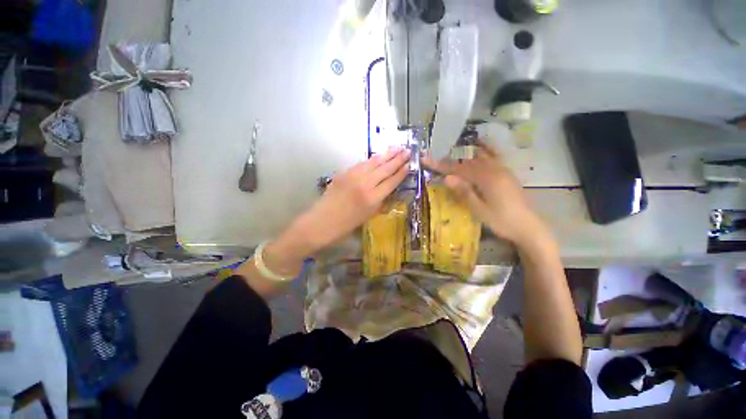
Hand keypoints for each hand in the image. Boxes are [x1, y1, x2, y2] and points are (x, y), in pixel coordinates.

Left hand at [264, 147, 410, 273]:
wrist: (321, 222)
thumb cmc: (346, 225)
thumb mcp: (368, 216)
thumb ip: (380, 201)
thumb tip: (388, 189)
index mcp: (372, 199)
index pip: (391, 182)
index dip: (401, 172)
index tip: (409, 164)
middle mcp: (365, 184)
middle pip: (384, 169)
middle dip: (397, 159)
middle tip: (407, 150)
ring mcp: (353, 176)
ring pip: (373, 162)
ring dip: (386, 154)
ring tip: (396, 148)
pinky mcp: (343, 173)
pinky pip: (361, 164)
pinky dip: (372, 159)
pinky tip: (378, 156)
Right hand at [425, 143, 549, 247]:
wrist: (529, 227)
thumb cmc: (502, 221)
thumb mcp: (479, 209)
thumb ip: (464, 192)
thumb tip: (447, 177)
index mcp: (487, 178)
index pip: (458, 169)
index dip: (441, 165)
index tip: (426, 160)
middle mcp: (495, 170)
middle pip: (467, 162)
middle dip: (449, 162)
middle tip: (434, 162)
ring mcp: (503, 171)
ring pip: (478, 161)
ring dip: (462, 160)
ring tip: (449, 162)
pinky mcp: (507, 175)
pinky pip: (489, 162)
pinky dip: (478, 160)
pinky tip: (474, 159)